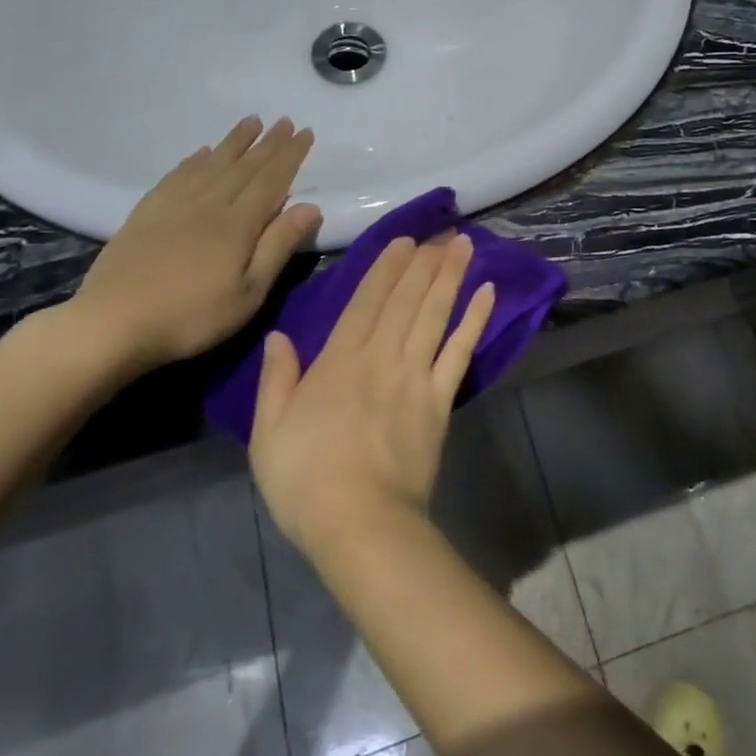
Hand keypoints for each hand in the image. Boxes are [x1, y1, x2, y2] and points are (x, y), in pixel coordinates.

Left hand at [67, 116, 321, 371]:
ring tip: (251, 122)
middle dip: (268, 143)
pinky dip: (193, 160)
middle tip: (285, 120)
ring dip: (234, 142)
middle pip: (243, 167)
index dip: (290, 155)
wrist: (112, 325)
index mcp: (237, 224)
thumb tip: (311, 206)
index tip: (305, 132)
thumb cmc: (192, 317)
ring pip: (211, 164)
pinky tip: (201, 153)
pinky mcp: (146, 214)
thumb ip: (279, 246)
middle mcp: (208, 205)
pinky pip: (176, 176)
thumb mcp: (249, 292)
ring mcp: (173, 206)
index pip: (271, 180)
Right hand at [250, 235, 495, 560]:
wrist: (361, 524)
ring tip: (465, 246)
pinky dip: (474, 322)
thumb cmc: (305, 481)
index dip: (386, 269)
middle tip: (444, 231)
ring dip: (450, 278)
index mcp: (338, 363)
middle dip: (424, 263)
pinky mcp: (440, 402)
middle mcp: (380, 359)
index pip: (365, 303)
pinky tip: (487, 295)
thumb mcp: (269, 432)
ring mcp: (415, 378)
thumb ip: (276, 379)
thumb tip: (279, 335)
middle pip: (406, 301)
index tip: (405, 241)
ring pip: (434, 316)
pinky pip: (459, 354)